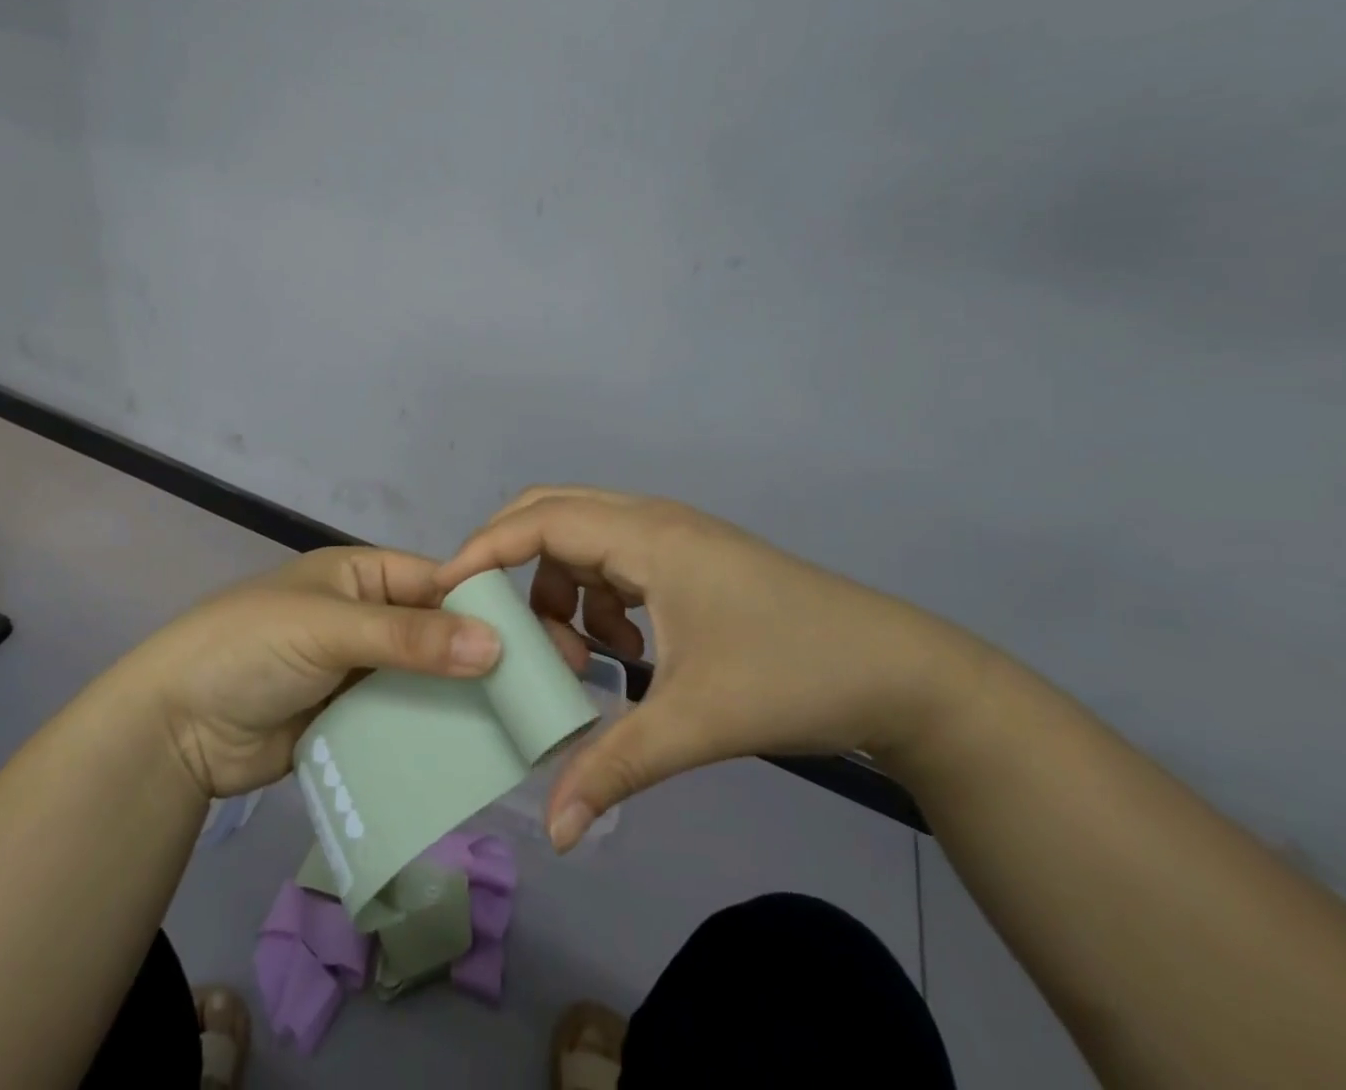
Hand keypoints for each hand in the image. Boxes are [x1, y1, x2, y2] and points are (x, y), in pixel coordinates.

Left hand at [120, 547, 504, 799]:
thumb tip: (496, 645)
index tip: (541, 639)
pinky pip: (403, 721)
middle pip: (436, 633)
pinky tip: (475, 755)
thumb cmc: (253, 646)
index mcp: (363, 576)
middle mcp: (368, 618)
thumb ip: (409, 638)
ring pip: (425, 680)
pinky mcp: (352, 720)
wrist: (176, 726)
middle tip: (544, 690)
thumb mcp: (330, 628)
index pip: (437, 582)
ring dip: (462, 700)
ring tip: (524, 728)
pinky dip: (432, 733)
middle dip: (482, 657)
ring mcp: (360, 672)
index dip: (484, 607)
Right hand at [431, 486, 991, 848]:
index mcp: (645, 536)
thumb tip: (554, 831)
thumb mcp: (694, 723)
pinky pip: (616, 560)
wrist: (899, 673)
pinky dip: (601, 599)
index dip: (484, 549)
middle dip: (513, 561)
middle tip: (493, 619)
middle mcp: (651, 520)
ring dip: (563, 589)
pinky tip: (628, 655)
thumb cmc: (791, 676)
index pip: (539, 521)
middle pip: (553, 512)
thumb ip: (614, 768)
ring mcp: (673, 536)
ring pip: (584, 540)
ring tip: (583, 659)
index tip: (445, 592)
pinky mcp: (689, 558)